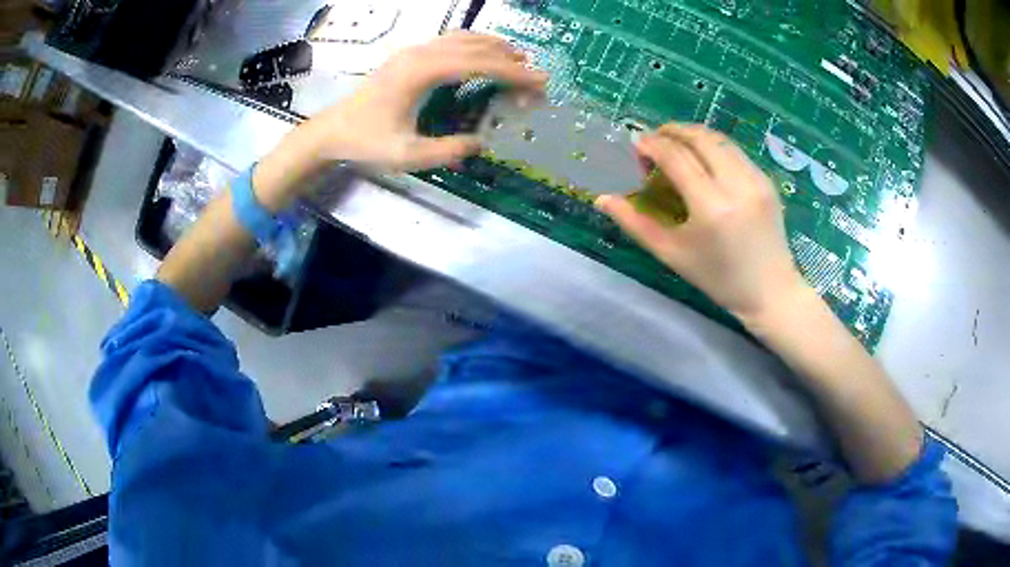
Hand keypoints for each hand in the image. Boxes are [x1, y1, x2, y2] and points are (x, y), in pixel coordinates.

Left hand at [303, 31, 545, 170]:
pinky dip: (474, 44)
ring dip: (493, 45)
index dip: (512, 72)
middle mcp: (420, 54)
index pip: (477, 64)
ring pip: (462, 38)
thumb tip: (481, 143)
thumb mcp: (406, 155)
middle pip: (474, 46)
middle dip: (509, 59)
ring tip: (519, 58)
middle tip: (535, 75)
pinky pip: (449, 41)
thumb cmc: (366, 142)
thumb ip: (446, 151)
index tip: (540, 80)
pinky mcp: (408, 56)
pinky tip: (483, 53)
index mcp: (421, 73)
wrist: (332, 131)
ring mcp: (413, 51)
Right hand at [595, 124, 809, 324]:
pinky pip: (735, 151)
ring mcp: (756, 180)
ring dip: (693, 135)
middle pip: (699, 138)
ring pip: (719, 139)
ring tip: (676, 145)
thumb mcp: (672, 254)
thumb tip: (603, 199)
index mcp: (711, 207)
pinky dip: (713, 147)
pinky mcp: (767, 180)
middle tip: (654, 140)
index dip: (652, 144)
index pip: (676, 157)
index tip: (637, 146)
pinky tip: (704, 159)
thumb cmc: (718, 278)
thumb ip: (635, 223)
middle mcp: (736, 185)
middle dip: (672, 131)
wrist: (770, 291)